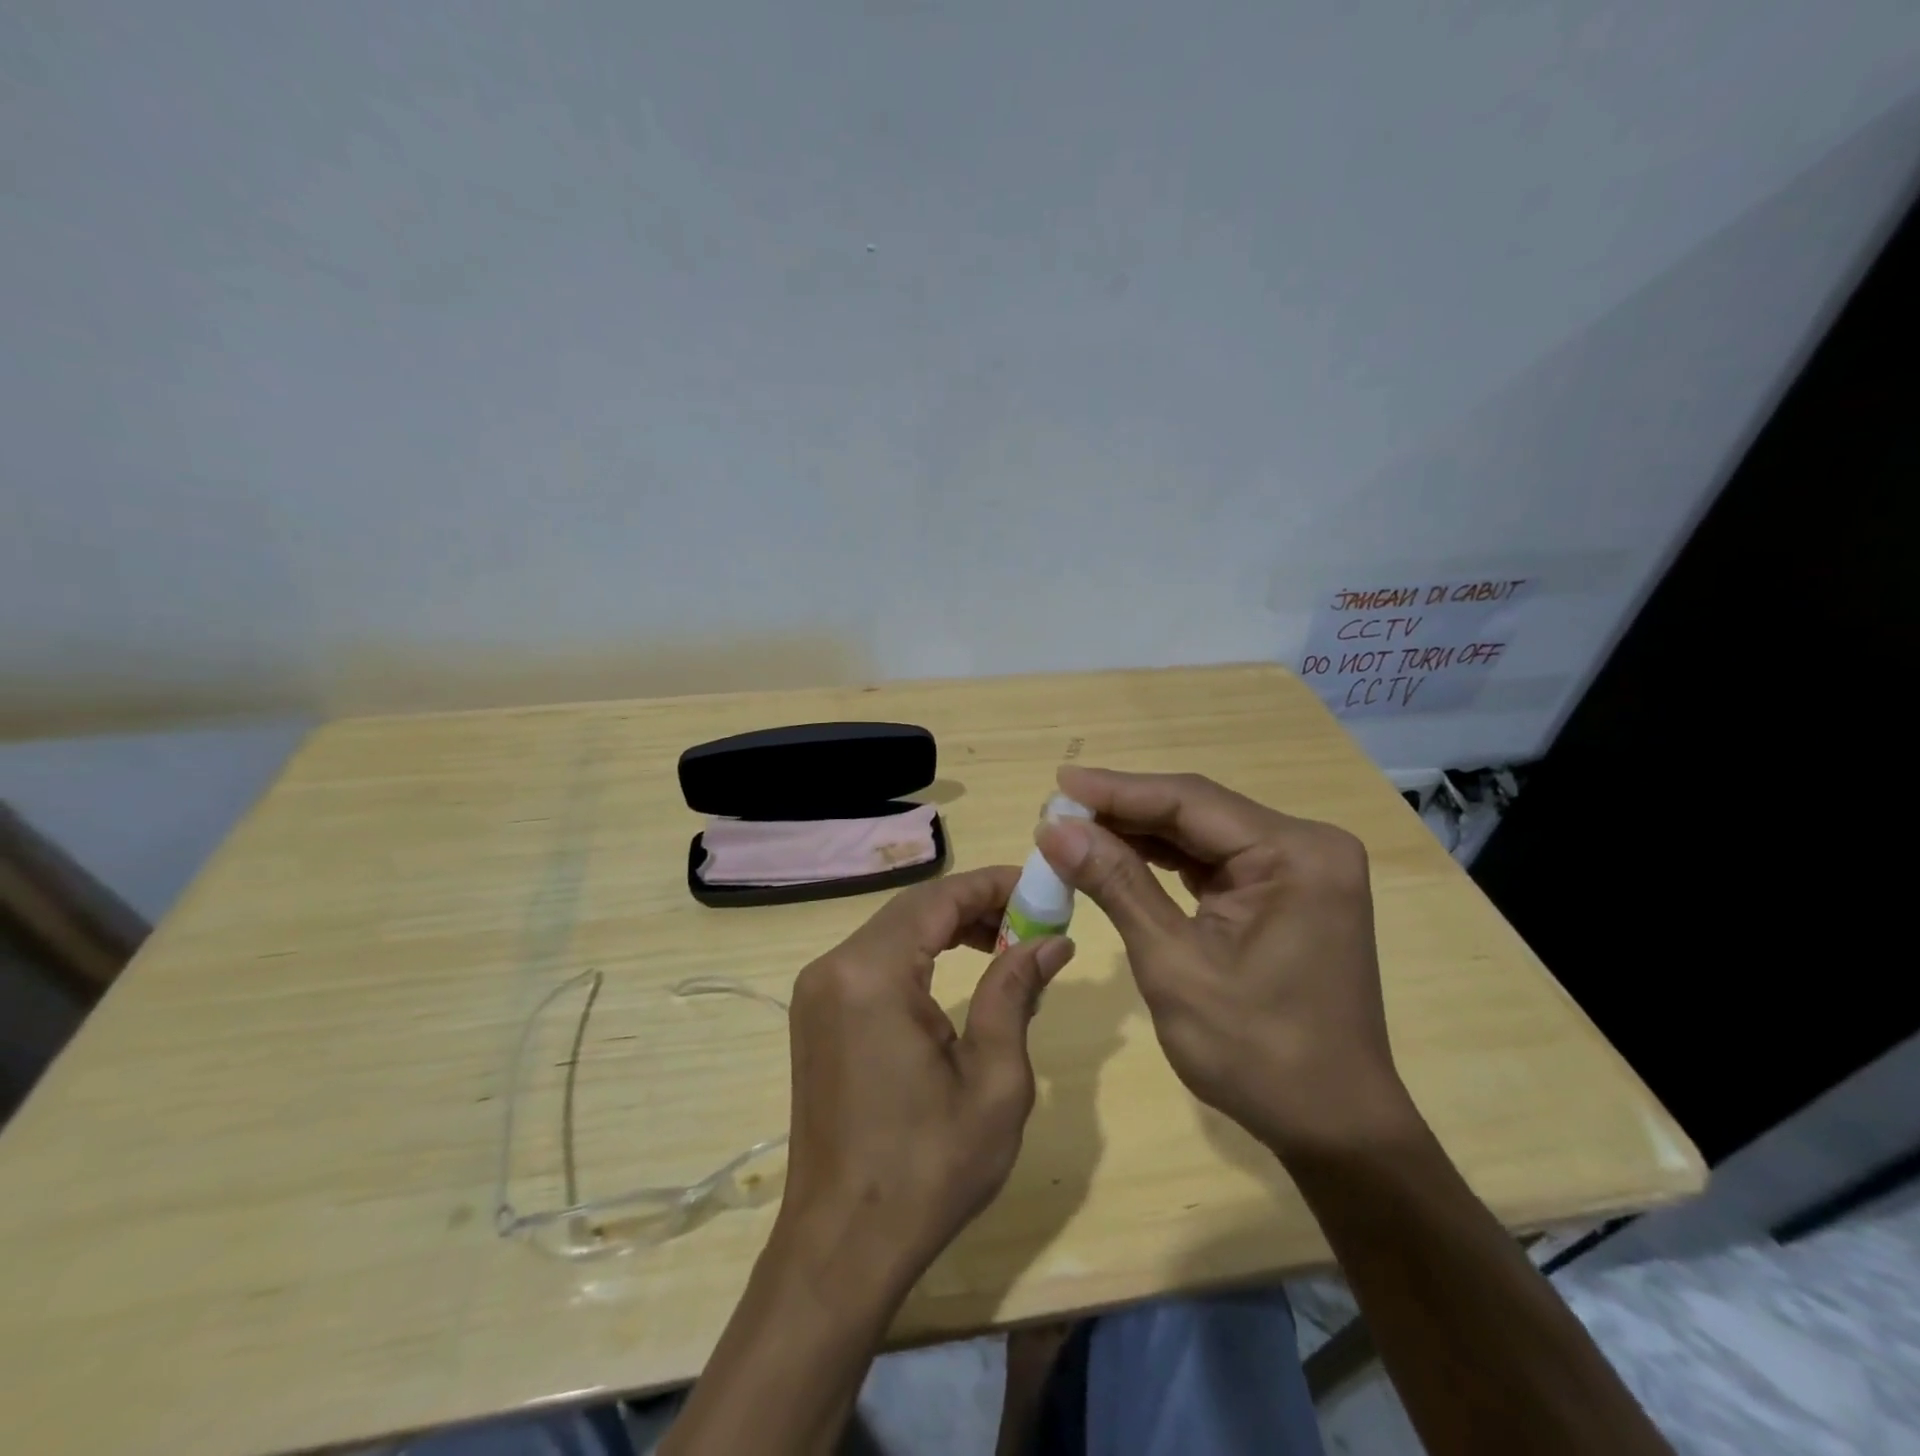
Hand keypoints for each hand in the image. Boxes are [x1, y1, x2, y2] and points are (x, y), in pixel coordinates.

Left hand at [777, 867, 1075, 1290]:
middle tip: (1031, 919)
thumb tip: (1051, 942)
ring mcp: (817, 990)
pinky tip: (956, 971)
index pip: (938, 898)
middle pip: (913, 908)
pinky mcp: (816, 1013)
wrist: (842, 1245)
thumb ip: (1015, 993)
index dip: (992, 884)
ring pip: (893, 930)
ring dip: (947, 927)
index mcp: (872, 974)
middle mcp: (835, 967)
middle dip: (974, 904)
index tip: (1041, 887)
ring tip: (1003, 943)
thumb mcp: (994, 1081)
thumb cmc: (928, 1168)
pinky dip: (919, 953)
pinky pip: (874, 959)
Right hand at [1035, 766, 1415, 1159]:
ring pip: (1201, 834)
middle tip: (1056, 812)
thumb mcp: (1173, 964)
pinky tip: (1118, 856)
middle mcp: (1305, 846)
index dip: (1117, 790)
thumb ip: (1117, 885)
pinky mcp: (1286, 892)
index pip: (1190, 801)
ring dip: (1139, 834)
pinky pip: (1215, 861)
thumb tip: (1055, 829)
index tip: (1056, 785)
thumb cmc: (1256, 1052)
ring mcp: (1299, 869)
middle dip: (1123, 812)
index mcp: (1295, 855)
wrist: (1331, 1126)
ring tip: (1074, 831)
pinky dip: (1164, 861)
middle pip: (1197, 811)